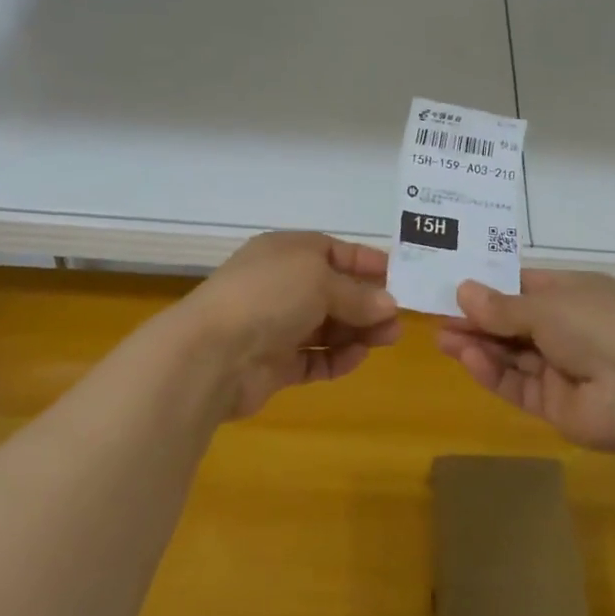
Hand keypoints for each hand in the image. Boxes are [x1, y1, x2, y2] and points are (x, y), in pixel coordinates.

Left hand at [185, 232, 400, 418]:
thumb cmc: (269, 296)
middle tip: (399, 318)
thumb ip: (357, 294)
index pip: (334, 251)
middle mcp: (281, 285)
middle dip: (367, 302)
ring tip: (388, 339)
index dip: (367, 262)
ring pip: (327, 326)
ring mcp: (276, 326)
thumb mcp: (320, 280)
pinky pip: (314, 359)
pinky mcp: (275, 364)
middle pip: (334, 291)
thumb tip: (389, 304)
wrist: (213, 352)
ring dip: (358, 331)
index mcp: (286, 252)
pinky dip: (337, 358)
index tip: (400, 277)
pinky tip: (357, 358)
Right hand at [435, 270, 614, 450]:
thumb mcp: (545, 305)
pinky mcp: (556, 403)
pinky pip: (519, 384)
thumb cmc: (596, 326)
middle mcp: (570, 327)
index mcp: (576, 293)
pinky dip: (494, 372)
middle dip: (479, 319)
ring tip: (443, 338)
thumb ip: (502, 306)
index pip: (527, 285)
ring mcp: (564, 367)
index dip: (492, 286)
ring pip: (513, 354)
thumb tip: (463, 291)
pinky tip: (468, 358)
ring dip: (480, 345)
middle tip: (439, 316)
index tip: (456, 285)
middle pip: (515, 322)